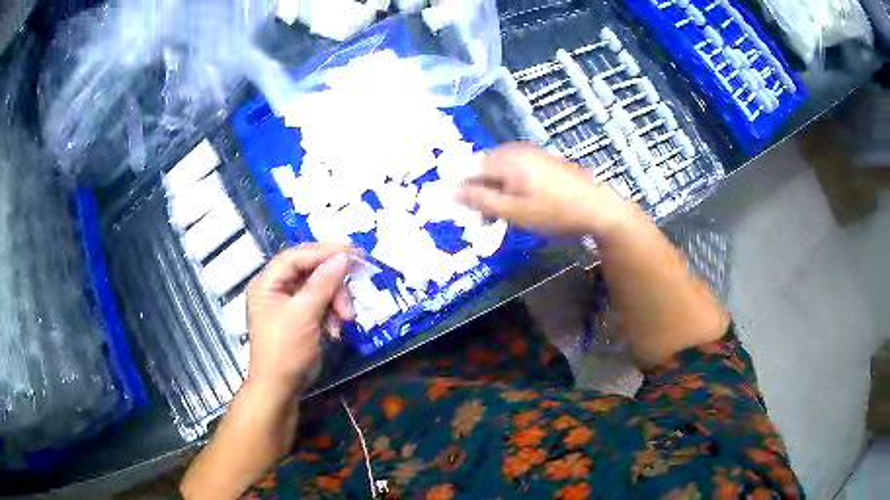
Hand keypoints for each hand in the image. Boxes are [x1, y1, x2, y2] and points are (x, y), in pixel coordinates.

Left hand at [245, 243, 354, 396]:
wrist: (281, 389)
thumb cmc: (286, 349)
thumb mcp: (304, 314)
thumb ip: (323, 283)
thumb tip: (344, 257)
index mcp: (268, 283)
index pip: (297, 256)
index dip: (324, 251)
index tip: (353, 251)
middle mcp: (276, 288)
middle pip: (310, 271)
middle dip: (333, 283)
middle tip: (354, 288)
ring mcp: (288, 304)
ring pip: (319, 288)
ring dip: (336, 301)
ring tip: (346, 318)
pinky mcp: (301, 318)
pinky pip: (320, 305)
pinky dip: (331, 314)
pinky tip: (335, 329)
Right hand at [456, 143, 635, 235]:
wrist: (599, 208)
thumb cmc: (555, 212)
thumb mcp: (514, 211)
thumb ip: (481, 200)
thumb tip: (451, 192)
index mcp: (507, 159)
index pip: (470, 169)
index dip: (463, 191)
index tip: (466, 213)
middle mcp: (517, 151)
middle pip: (485, 168)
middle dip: (481, 192)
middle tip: (485, 219)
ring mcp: (532, 154)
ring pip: (501, 171)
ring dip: (496, 191)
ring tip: (504, 215)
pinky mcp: (544, 161)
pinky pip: (516, 171)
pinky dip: (512, 187)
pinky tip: (521, 204)